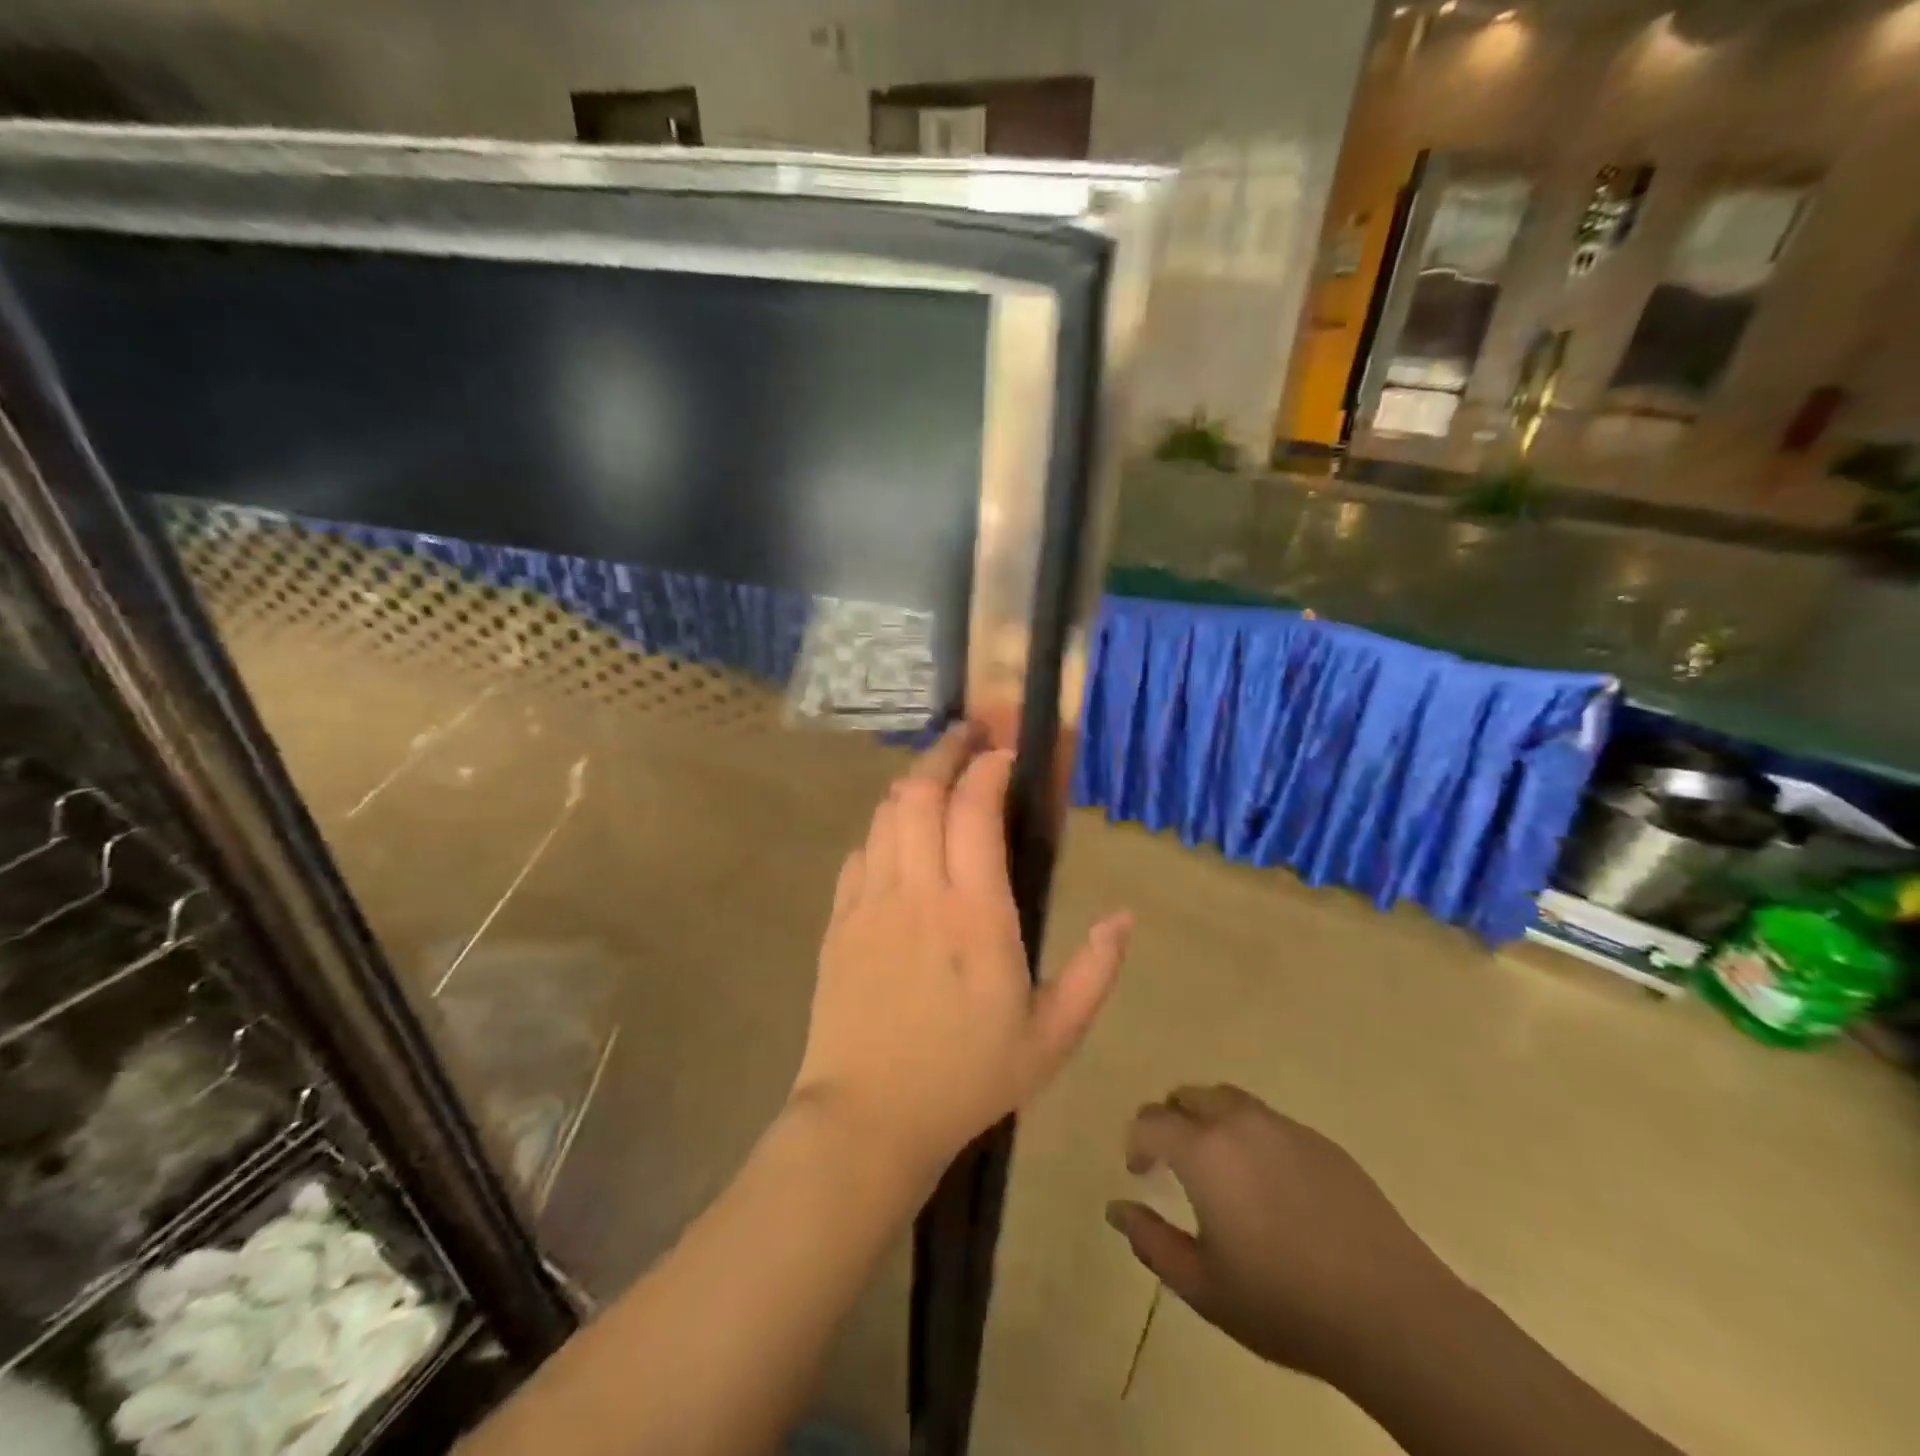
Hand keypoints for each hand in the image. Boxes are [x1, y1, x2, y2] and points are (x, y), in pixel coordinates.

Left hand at [791, 723, 1131, 1185]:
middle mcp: (918, 891)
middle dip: (944, 753)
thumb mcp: (1052, 1038)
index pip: (974, 809)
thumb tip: (1124, 918)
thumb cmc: (967, 1079)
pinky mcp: (839, 921)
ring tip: (936, 776)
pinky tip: (897, 837)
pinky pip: (859, 853)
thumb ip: (1095, 972)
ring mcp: (870, 902)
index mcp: (974, 913)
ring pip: (885, 814)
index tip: (1005, 755)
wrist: (868, 1119)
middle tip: (966, 736)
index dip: (989, 768)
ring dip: (912, 784)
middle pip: (921, 792)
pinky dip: (882, 830)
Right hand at [1107, 1085, 1456, 1383]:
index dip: (1137, 1141)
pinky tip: (1269, 1184)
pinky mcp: (1321, 1142)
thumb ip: (1151, 1241)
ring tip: (1218, 1166)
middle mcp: (1239, 1122)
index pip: (1151, 1121)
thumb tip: (1116, 1209)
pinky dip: (1251, 1135)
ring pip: (1230, 1100)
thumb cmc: (1284, 1303)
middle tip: (1173, 1161)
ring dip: (1210, 1119)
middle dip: (1171, 1120)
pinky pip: (1270, 1121)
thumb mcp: (1203, 1286)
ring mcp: (1285, 1127)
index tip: (1140, 1171)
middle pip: (1189, 1096)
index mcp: (1203, 1150)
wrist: (1390, 1312)